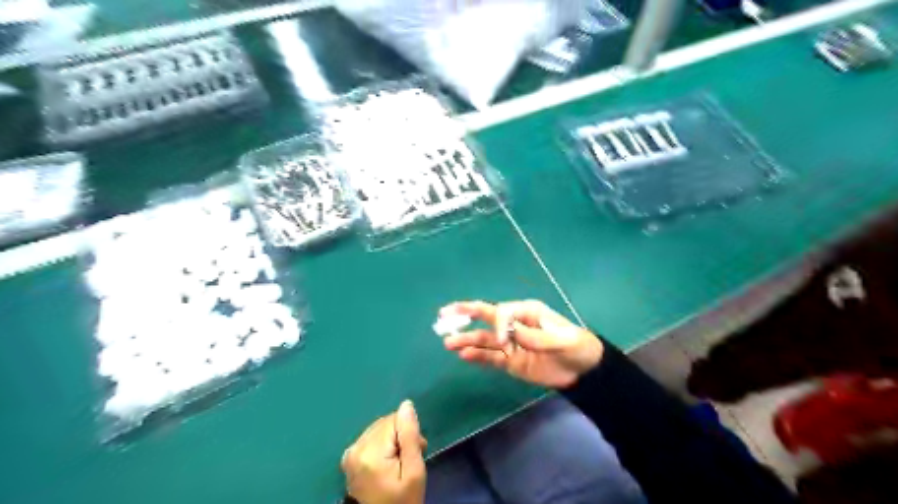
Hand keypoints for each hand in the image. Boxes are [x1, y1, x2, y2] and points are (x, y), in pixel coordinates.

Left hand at [344, 402, 427, 503]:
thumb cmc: (403, 500)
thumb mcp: (414, 471)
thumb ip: (410, 436)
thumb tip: (406, 405)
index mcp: (369, 452)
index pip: (395, 420)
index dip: (410, 432)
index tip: (419, 450)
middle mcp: (355, 448)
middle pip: (386, 423)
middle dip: (402, 435)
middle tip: (410, 458)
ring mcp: (349, 453)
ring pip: (379, 428)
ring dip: (393, 439)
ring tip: (400, 461)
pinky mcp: (348, 457)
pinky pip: (371, 437)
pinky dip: (382, 445)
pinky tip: (388, 462)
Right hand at [440, 299, 601, 390]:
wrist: (584, 371)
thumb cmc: (576, 347)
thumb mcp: (561, 340)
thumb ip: (534, 337)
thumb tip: (508, 333)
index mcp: (526, 312)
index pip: (502, 313)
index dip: (497, 325)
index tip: (505, 342)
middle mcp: (514, 325)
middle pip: (485, 318)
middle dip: (464, 315)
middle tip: (443, 315)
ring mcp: (511, 344)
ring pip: (484, 339)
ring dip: (466, 339)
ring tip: (448, 342)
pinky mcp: (510, 361)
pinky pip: (490, 357)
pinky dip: (477, 356)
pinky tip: (463, 355)